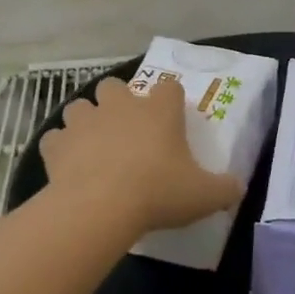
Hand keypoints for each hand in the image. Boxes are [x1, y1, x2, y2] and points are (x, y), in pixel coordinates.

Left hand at [40, 75, 243, 233]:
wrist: (100, 206)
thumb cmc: (158, 192)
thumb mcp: (204, 195)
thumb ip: (225, 188)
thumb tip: (239, 187)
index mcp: (159, 110)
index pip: (169, 87)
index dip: (170, 101)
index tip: (171, 120)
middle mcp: (120, 105)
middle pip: (115, 87)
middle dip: (118, 103)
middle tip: (126, 131)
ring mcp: (85, 121)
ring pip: (80, 106)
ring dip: (86, 121)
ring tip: (93, 146)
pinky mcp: (57, 143)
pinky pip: (56, 138)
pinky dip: (60, 148)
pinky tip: (68, 165)